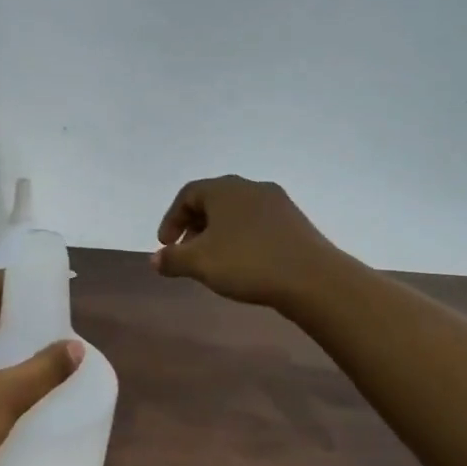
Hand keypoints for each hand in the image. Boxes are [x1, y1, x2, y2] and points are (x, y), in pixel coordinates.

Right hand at [151, 176, 342, 307]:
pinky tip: (243, 262)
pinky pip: (257, 223)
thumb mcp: (199, 263)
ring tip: (213, 260)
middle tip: (186, 253)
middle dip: (194, 226)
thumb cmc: (247, 263)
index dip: (171, 219)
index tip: (166, 246)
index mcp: (224, 189)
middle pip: (213, 201)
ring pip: (236, 212)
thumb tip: (155, 259)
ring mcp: (276, 203)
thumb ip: (172, 259)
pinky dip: (241, 237)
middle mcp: (250, 187)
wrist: (311, 278)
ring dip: (218, 233)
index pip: (188, 194)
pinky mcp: (294, 221)